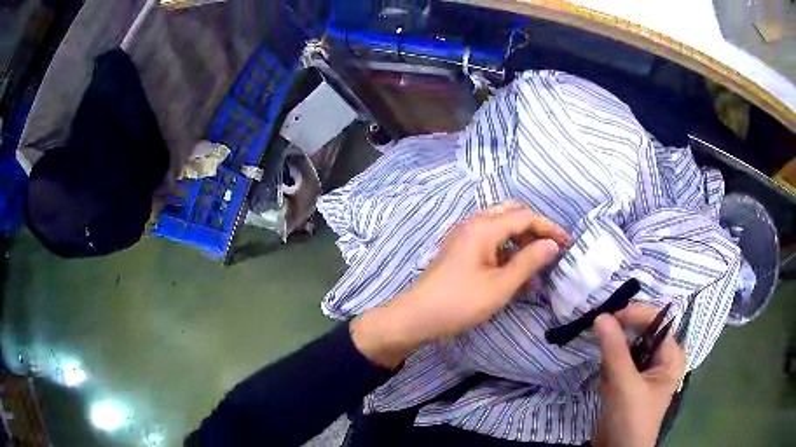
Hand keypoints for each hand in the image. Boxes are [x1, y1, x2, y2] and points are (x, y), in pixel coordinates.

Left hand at [351, 201, 570, 367]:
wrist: (416, 316)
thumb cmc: (460, 302)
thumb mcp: (500, 286)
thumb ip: (529, 262)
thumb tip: (552, 244)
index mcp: (484, 227)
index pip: (525, 217)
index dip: (549, 228)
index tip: (567, 243)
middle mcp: (473, 223)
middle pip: (511, 213)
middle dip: (534, 228)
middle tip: (550, 248)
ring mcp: (464, 235)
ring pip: (500, 225)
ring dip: (520, 238)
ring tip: (536, 260)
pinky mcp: (459, 248)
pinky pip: (489, 239)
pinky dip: (506, 247)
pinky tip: (514, 268)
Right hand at [592, 305, 686, 446]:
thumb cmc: (631, 419)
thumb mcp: (624, 385)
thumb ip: (614, 350)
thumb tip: (600, 316)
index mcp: (671, 356)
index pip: (657, 321)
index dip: (635, 314)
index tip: (608, 316)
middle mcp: (661, 359)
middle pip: (644, 331)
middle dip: (623, 328)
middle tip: (600, 325)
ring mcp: (645, 370)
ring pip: (630, 345)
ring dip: (614, 344)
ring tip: (599, 343)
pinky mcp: (630, 381)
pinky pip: (621, 360)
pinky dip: (610, 359)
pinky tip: (602, 365)